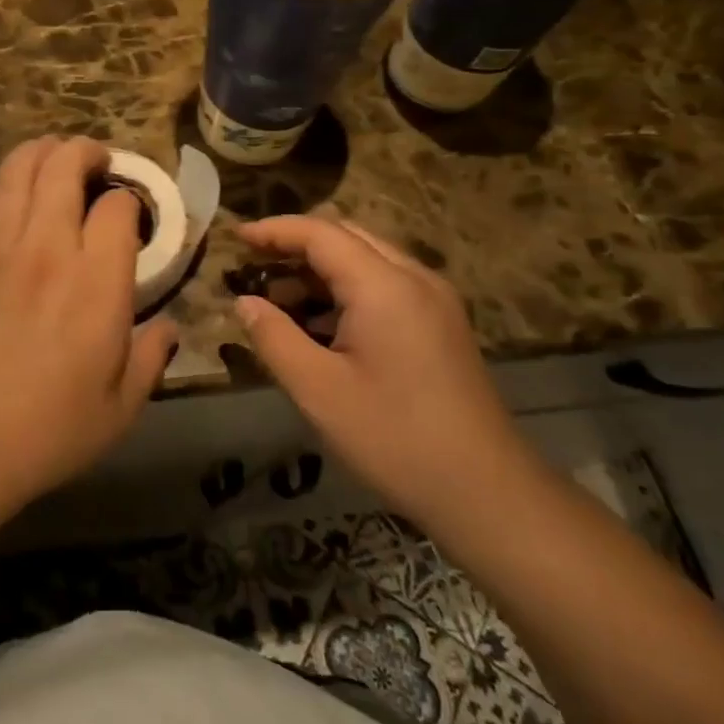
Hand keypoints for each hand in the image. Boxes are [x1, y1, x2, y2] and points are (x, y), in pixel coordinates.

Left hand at [0, 137, 176, 507]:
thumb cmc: (50, 431)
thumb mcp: (122, 406)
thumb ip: (152, 358)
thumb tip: (169, 328)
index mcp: (97, 279)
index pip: (118, 206)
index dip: (130, 201)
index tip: (132, 217)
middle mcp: (47, 247)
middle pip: (63, 165)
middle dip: (85, 151)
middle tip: (96, 162)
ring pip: (15, 171)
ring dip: (38, 153)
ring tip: (52, 159)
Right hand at [233, 215, 538, 534]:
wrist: (487, 493)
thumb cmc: (394, 438)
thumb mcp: (318, 390)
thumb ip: (274, 337)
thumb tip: (244, 302)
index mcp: (384, 286)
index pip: (320, 233)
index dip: (274, 231)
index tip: (236, 238)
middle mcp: (414, 278)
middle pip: (346, 237)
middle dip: (296, 246)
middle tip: (254, 268)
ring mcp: (435, 301)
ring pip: (367, 260)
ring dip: (321, 270)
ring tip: (280, 301)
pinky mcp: (442, 324)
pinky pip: (386, 286)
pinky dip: (347, 290)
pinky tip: (322, 326)